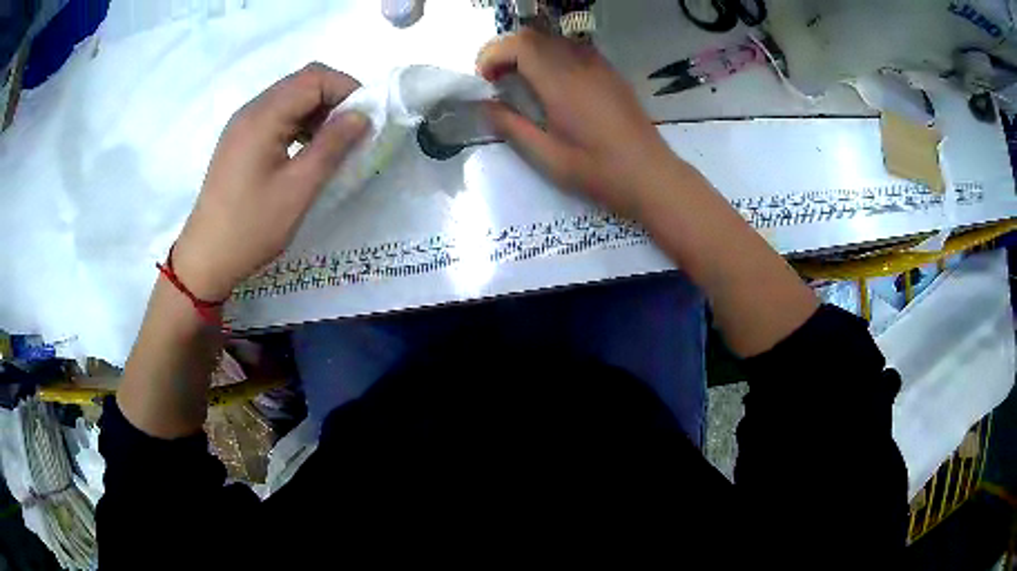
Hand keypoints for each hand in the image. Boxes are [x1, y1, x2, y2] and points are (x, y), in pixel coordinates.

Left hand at [172, 63, 368, 300]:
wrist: (206, 258)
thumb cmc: (251, 227)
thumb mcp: (298, 188)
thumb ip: (332, 145)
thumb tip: (362, 115)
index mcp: (263, 116)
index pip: (314, 78)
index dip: (347, 89)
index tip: (366, 119)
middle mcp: (251, 110)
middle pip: (301, 82)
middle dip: (334, 98)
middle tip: (353, 131)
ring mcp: (242, 124)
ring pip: (290, 98)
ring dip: (317, 111)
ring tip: (332, 144)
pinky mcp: (240, 140)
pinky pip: (276, 116)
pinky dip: (299, 124)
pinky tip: (307, 150)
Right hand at [477, 29, 675, 216]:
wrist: (650, 175)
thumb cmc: (597, 171)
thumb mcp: (547, 156)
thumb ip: (511, 126)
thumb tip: (484, 106)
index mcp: (561, 83)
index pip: (521, 45)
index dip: (494, 54)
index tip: (485, 79)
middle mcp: (580, 65)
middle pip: (535, 36)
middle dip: (508, 50)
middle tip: (498, 79)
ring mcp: (599, 66)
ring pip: (555, 39)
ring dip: (530, 51)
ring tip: (522, 80)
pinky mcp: (611, 73)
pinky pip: (575, 49)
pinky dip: (553, 55)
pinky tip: (553, 82)